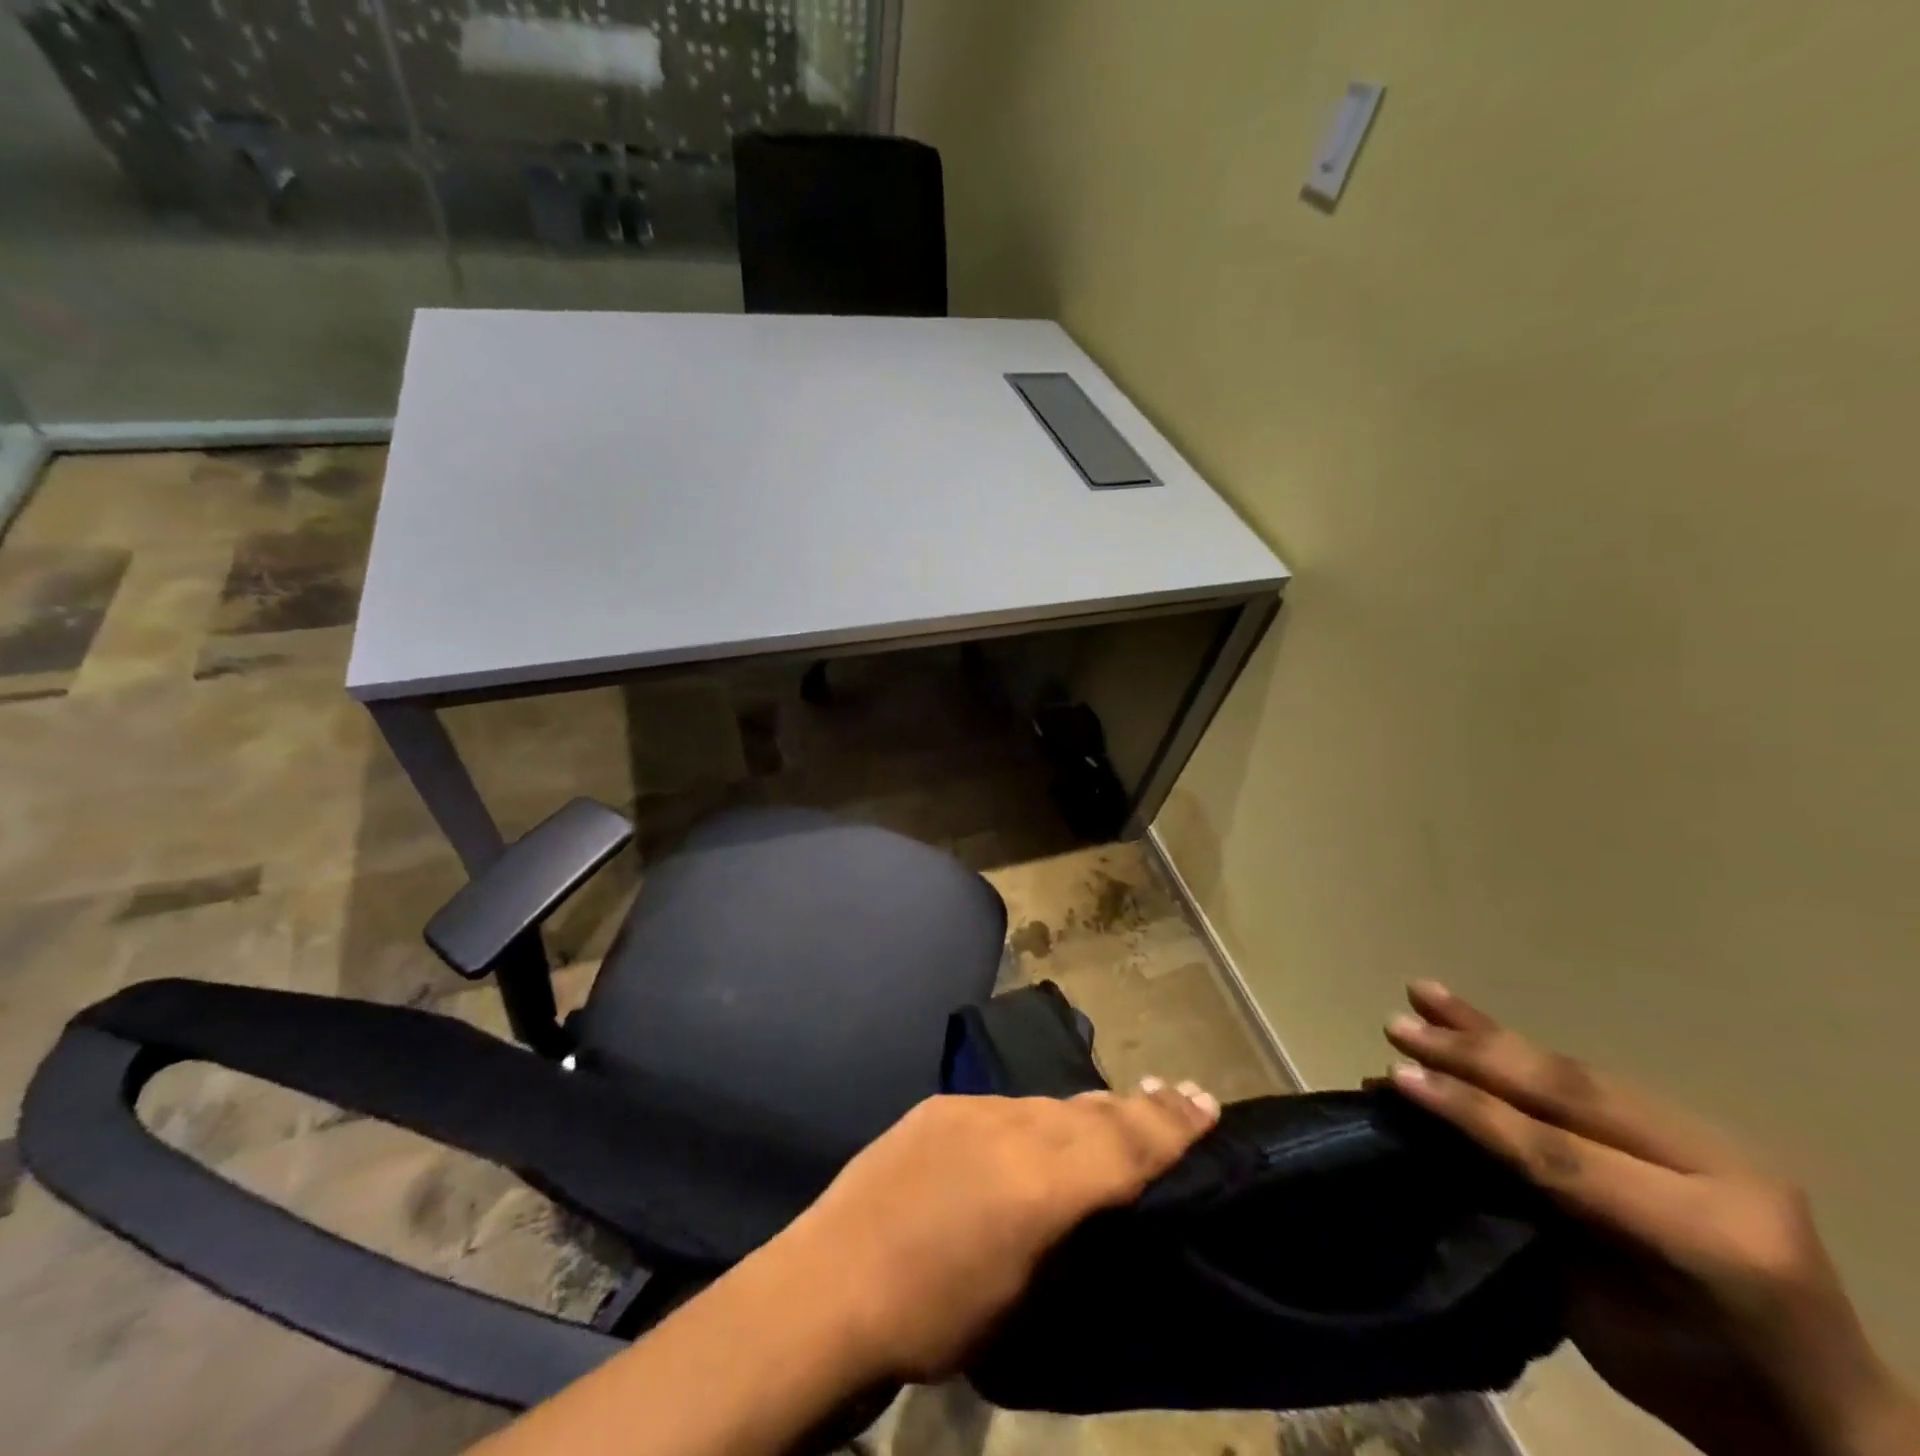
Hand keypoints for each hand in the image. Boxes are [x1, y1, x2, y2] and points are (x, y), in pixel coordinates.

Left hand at [774, 1081, 1220, 1381]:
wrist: (829, 1284)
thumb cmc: (932, 1320)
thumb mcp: (1020, 1295)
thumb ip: (1063, 1228)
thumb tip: (1090, 1197)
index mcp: (1042, 1185)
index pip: (1124, 1145)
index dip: (1170, 1124)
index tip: (1207, 1101)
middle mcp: (1013, 1130)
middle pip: (1092, 1112)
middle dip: (1139, 1107)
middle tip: (1179, 1093)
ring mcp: (971, 1110)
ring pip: (1048, 1104)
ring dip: (1085, 1112)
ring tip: (1116, 1112)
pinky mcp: (939, 1105)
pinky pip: (1004, 1106)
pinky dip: (1032, 1118)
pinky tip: (1035, 1132)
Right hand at [1384, 982, 1918, 1455]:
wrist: (1816, 1409)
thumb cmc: (1693, 1380)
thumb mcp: (1600, 1316)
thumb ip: (1534, 1218)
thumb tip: (1441, 1142)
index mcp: (1709, 1238)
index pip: (1563, 1158)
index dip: (1474, 1113)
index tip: (1397, 1078)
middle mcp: (1722, 1173)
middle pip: (1572, 1096)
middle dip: (1474, 1056)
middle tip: (1399, 1028)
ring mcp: (1717, 1142)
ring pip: (1580, 1073)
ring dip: (1491, 1034)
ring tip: (1424, 995)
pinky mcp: (1699, 1127)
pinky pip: (1595, 1080)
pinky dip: (1526, 1050)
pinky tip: (1480, 1022)